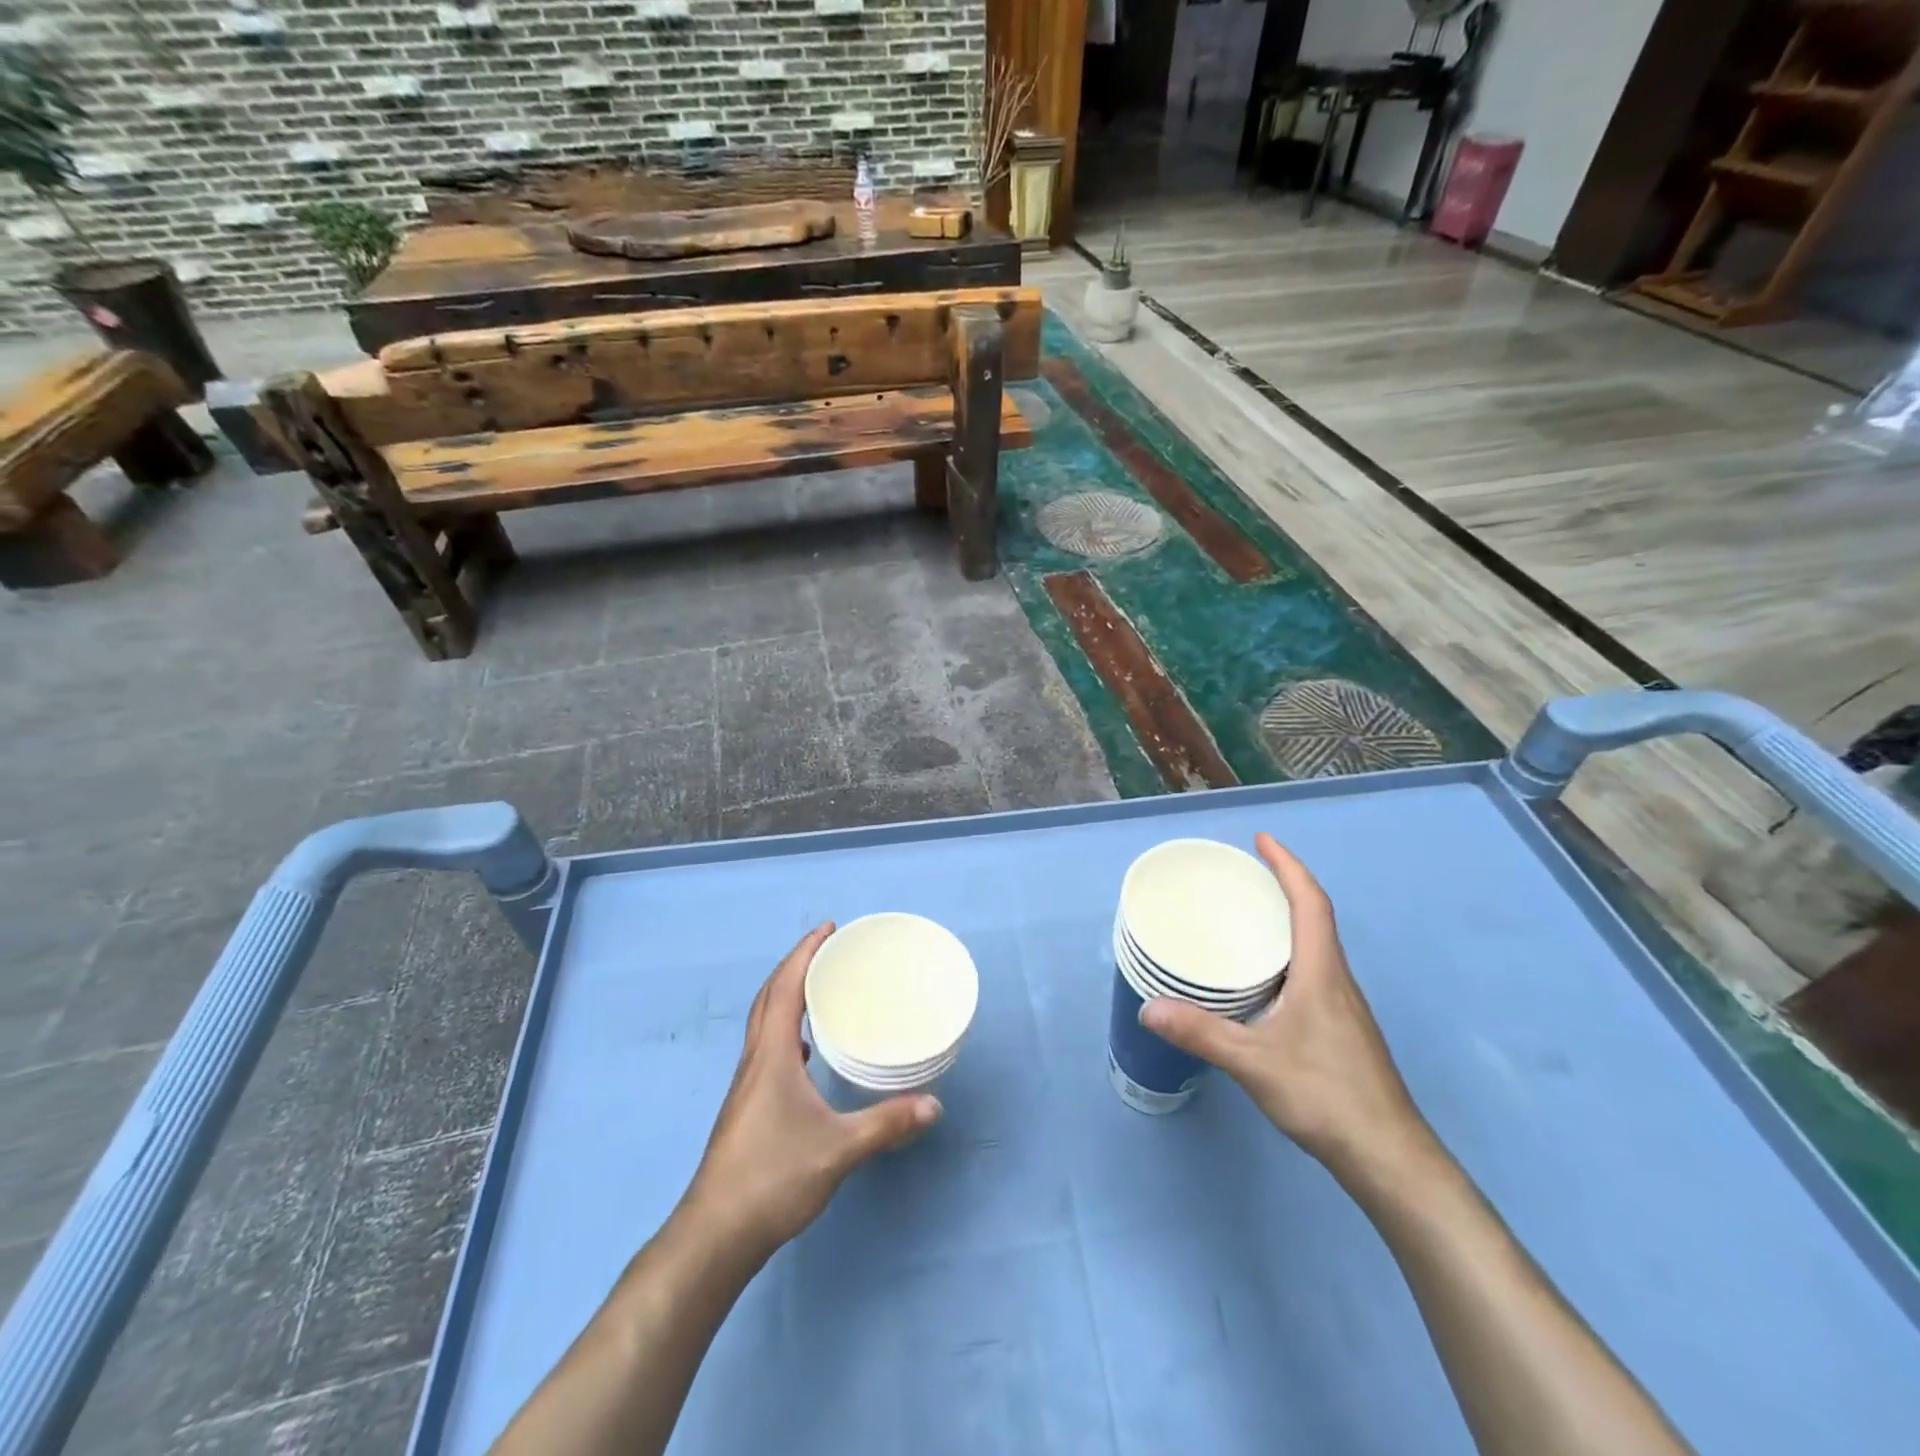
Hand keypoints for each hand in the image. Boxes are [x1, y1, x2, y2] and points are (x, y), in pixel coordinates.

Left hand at [683, 924, 941, 1262]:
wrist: (715, 1235)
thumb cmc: (773, 1178)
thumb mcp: (838, 1149)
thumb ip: (886, 1125)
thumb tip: (934, 1105)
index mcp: (771, 1056)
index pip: (785, 988)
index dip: (805, 954)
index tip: (828, 928)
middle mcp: (754, 1061)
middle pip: (769, 997)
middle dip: (795, 966)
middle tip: (826, 948)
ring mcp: (746, 1085)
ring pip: (764, 1023)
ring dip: (786, 995)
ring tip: (817, 988)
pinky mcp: (747, 1107)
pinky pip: (766, 1048)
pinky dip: (785, 1030)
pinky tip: (803, 1051)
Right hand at [1141, 833, 1435, 1184]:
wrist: (1389, 1157)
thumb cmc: (1327, 1096)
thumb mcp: (1254, 1062)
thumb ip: (1201, 1033)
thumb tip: (1148, 1007)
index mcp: (1322, 973)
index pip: (1311, 903)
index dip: (1288, 866)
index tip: (1262, 839)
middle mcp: (1337, 981)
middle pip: (1315, 918)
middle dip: (1283, 886)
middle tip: (1242, 874)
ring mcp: (1343, 1007)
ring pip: (1315, 947)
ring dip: (1287, 920)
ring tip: (1245, 916)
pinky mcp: (1341, 1030)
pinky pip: (1312, 972)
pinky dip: (1286, 954)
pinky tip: (1260, 979)